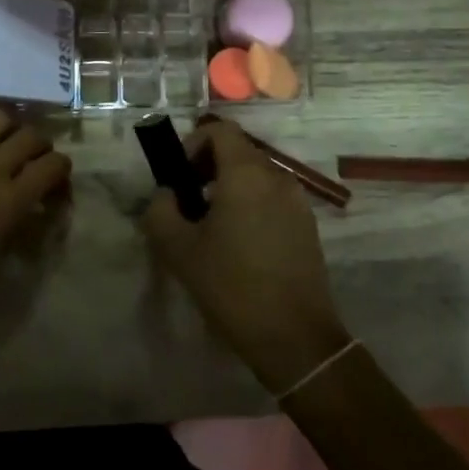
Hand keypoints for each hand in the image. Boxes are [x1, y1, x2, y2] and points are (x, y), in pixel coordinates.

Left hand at [0, 109, 70, 324]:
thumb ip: (12, 220)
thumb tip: (25, 206)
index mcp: (9, 201)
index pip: (54, 166)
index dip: (61, 172)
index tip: (53, 186)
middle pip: (31, 136)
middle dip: (39, 146)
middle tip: (32, 160)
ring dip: (7, 127)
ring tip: (0, 141)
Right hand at [138, 119, 351, 393]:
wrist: (295, 339)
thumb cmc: (232, 287)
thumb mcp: (179, 249)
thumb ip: (161, 210)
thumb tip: (166, 194)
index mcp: (246, 174)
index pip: (219, 130)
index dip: (193, 143)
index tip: (179, 177)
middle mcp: (277, 177)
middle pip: (238, 150)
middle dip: (208, 167)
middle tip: (188, 203)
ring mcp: (297, 201)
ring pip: (255, 175)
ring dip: (229, 187)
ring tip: (211, 227)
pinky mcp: (308, 225)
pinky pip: (272, 197)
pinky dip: (251, 204)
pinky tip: (239, 244)